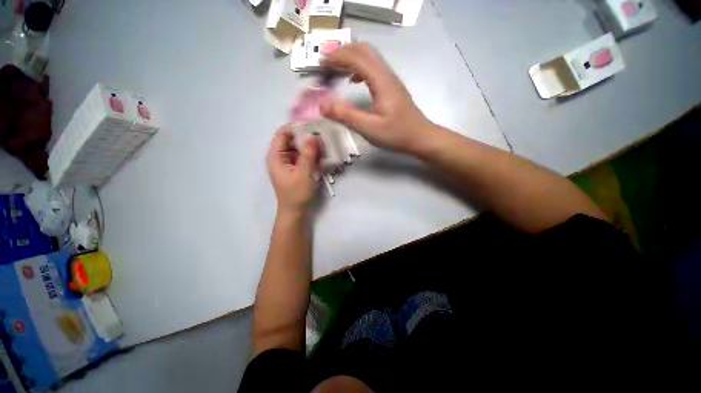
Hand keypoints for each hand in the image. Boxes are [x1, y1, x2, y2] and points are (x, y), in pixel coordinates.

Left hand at [267, 125, 320, 212]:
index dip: (296, 127)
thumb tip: (314, 136)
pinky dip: (311, 153)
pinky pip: (303, 156)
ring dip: (310, 145)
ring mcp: (288, 163)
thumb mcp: (304, 173)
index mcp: (276, 156)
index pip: (282, 134)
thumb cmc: (297, 193)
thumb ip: (309, 154)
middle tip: (322, 135)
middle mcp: (280, 157)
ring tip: (324, 143)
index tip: (313, 126)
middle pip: (291, 139)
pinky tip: (322, 153)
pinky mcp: (296, 168)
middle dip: (306, 136)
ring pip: (298, 147)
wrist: (296, 212)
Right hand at [320, 43, 433, 154]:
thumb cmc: (396, 134)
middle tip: (326, 66)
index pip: (356, 57)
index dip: (336, 57)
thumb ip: (346, 116)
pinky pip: (373, 69)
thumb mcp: (369, 128)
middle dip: (342, 53)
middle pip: (363, 50)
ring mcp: (390, 80)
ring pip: (369, 58)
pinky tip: (353, 81)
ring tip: (335, 72)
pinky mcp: (392, 87)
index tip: (320, 66)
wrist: (420, 137)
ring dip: (350, 59)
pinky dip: (359, 69)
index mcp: (381, 81)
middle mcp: (386, 74)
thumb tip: (322, 105)